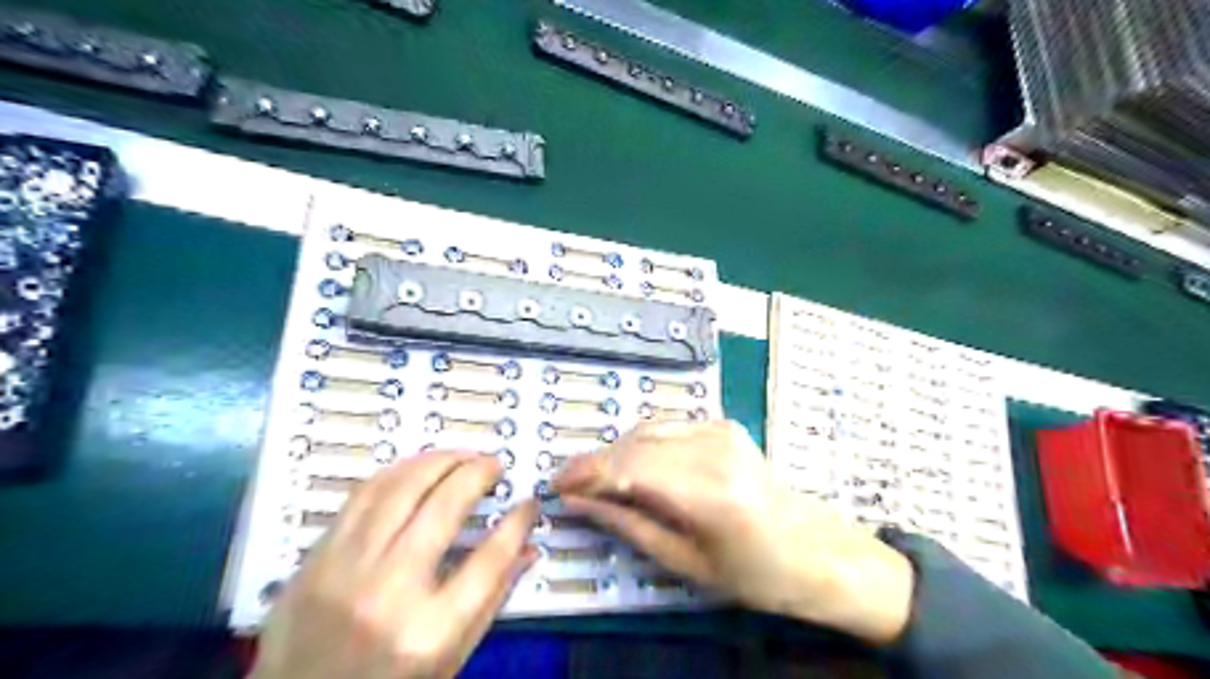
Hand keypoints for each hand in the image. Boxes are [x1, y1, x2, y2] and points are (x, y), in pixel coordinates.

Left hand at [251, 452, 538, 677]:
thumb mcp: (450, 659)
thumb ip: (491, 599)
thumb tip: (528, 546)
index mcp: (430, 631)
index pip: (490, 558)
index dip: (517, 522)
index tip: (528, 502)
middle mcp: (388, 593)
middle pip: (444, 507)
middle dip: (478, 473)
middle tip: (495, 464)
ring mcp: (345, 571)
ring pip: (400, 488)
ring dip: (439, 460)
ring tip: (462, 456)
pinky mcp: (316, 558)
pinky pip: (362, 495)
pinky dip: (398, 472)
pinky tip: (418, 468)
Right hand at [552, 420, 911, 645]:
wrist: (814, 550)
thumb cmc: (754, 573)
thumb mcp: (685, 562)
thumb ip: (628, 525)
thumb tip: (579, 502)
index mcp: (709, 491)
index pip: (629, 468)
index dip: (587, 474)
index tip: (557, 486)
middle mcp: (714, 449)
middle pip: (634, 444)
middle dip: (595, 462)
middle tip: (568, 484)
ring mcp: (721, 430)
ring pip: (646, 429)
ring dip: (615, 452)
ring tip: (595, 478)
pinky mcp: (723, 425)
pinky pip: (666, 426)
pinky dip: (639, 443)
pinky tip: (630, 464)